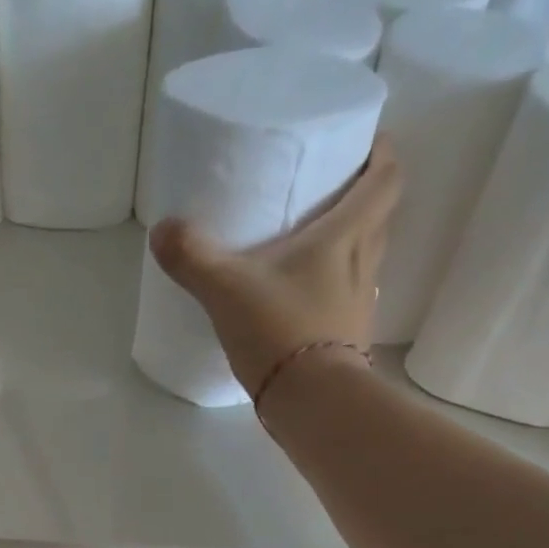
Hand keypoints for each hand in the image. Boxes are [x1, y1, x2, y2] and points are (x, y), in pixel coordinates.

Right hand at [150, 148, 401, 398]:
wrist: (312, 403)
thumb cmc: (280, 332)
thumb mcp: (227, 289)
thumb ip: (193, 257)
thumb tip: (162, 230)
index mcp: (347, 235)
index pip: (386, 178)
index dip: (381, 155)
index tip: (365, 144)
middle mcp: (364, 264)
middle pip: (379, 217)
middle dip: (362, 200)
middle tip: (330, 193)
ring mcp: (360, 307)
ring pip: (365, 261)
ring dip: (349, 249)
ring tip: (313, 248)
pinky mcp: (349, 342)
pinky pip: (347, 303)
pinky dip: (333, 293)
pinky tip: (304, 303)